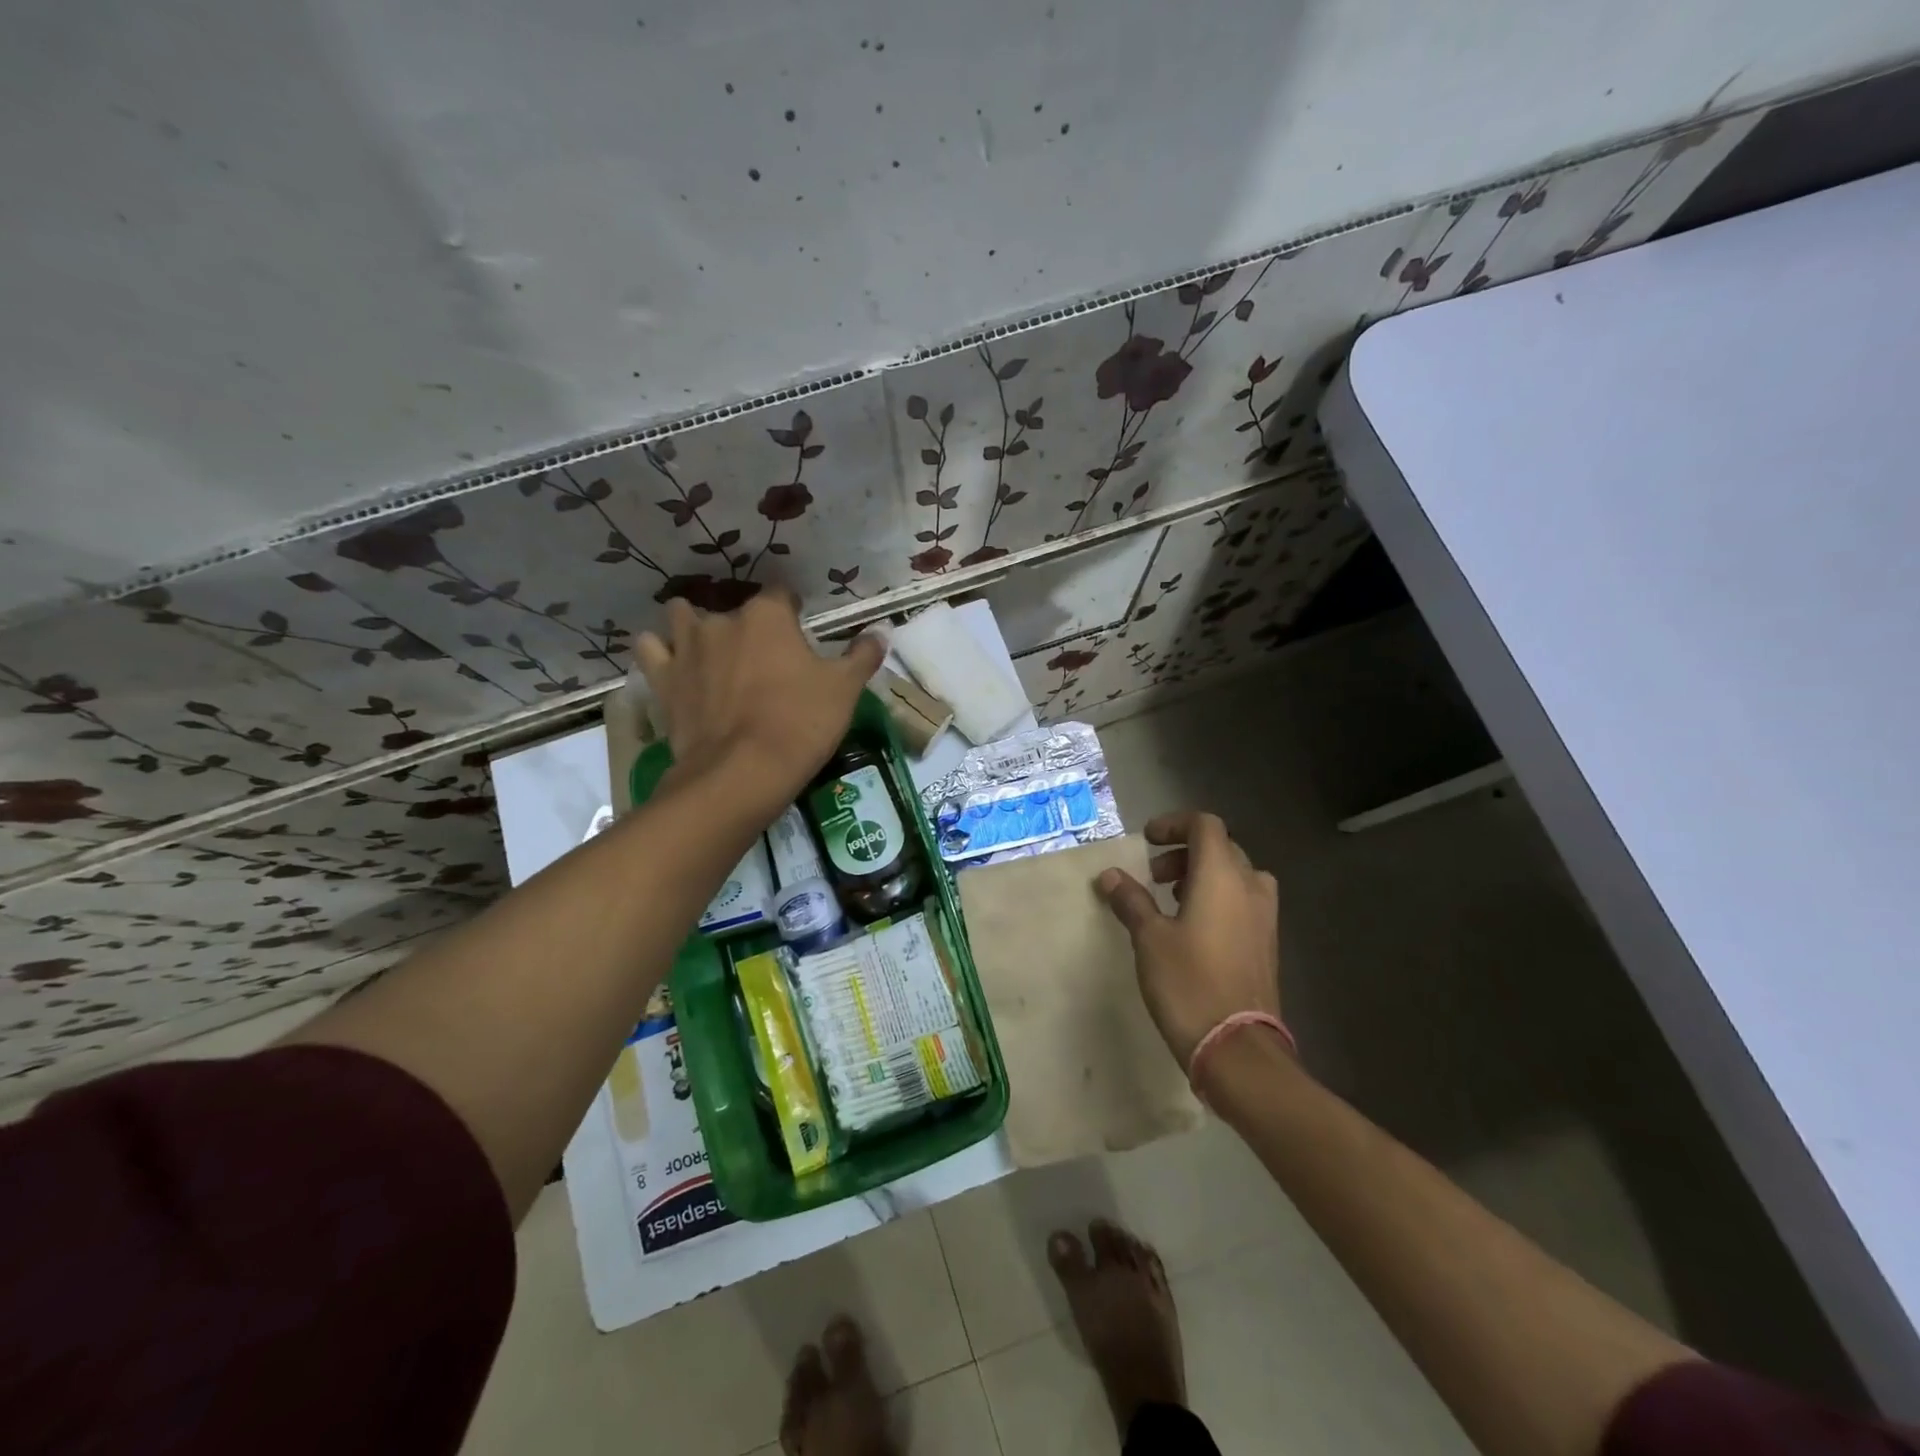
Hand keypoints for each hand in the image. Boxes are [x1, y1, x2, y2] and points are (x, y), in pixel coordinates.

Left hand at [635, 592, 882, 816]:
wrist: (743, 772)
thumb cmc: (801, 723)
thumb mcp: (844, 690)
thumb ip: (861, 657)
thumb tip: (879, 634)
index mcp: (768, 615)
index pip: (782, 593)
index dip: (793, 609)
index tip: (801, 628)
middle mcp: (722, 620)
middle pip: (734, 609)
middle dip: (746, 624)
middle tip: (762, 655)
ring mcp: (687, 648)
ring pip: (682, 617)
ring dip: (694, 626)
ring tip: (710, 649)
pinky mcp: (663, 679)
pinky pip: (652, 650)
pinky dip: (661, 652)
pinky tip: (674, 664)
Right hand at [1096, 811, 1281, 1069]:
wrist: (1237, 1047)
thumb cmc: (1188, 983)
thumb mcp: (1149, 938)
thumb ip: (1131, 900)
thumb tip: (1110, 875)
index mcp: (1223, 876)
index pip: (1205, 825)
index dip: (1174, 824)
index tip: (1147, 841)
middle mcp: (1250, 887)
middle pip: (1220, 847)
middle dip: (1184, 852)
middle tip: (1153, 875)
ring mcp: (1264, 916)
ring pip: (1235, 874)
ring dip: (1202, 875)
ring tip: (1171, 899)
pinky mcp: (1267, 943)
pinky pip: (1243, 900)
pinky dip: (1218, 897)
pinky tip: (1193, 928)